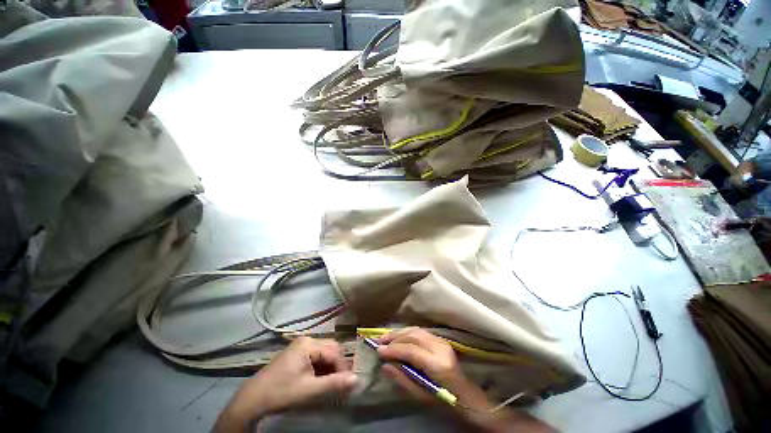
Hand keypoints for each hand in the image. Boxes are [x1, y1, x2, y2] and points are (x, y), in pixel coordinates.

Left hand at [214, 337, 357, 432]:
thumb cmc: (282, 393)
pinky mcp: (296, 354)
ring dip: (330, 368)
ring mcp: (300, 346)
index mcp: (308, 344)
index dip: (343, 368)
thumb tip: (357, 379)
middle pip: (330, 349)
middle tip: (340, 384)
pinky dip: (321, 368)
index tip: (347, 385)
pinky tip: (320, 380)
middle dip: (338, 366)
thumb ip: (334, 384)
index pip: (334, 352)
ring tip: (332, 384)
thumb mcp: (309, 391)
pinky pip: (316, 357)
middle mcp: (306, 340)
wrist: (253, 400)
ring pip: (324, 353)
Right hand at [376, 327, 493, 410]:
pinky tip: (398, 337)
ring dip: (399, 333)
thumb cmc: (444, 402)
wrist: (466, 397)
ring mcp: (442, 341)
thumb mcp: (421, 397)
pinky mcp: (440, 340)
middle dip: (394, 337)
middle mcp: (440, 347)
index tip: (378, 351)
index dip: (393, 349)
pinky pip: (420, 331)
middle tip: (379, 341)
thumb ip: (402, 379)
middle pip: (413, 335)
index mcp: (438, 364)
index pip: (411, 350)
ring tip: (385, 337)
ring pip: (416, 330)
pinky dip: (407, 332)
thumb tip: (384, 365)